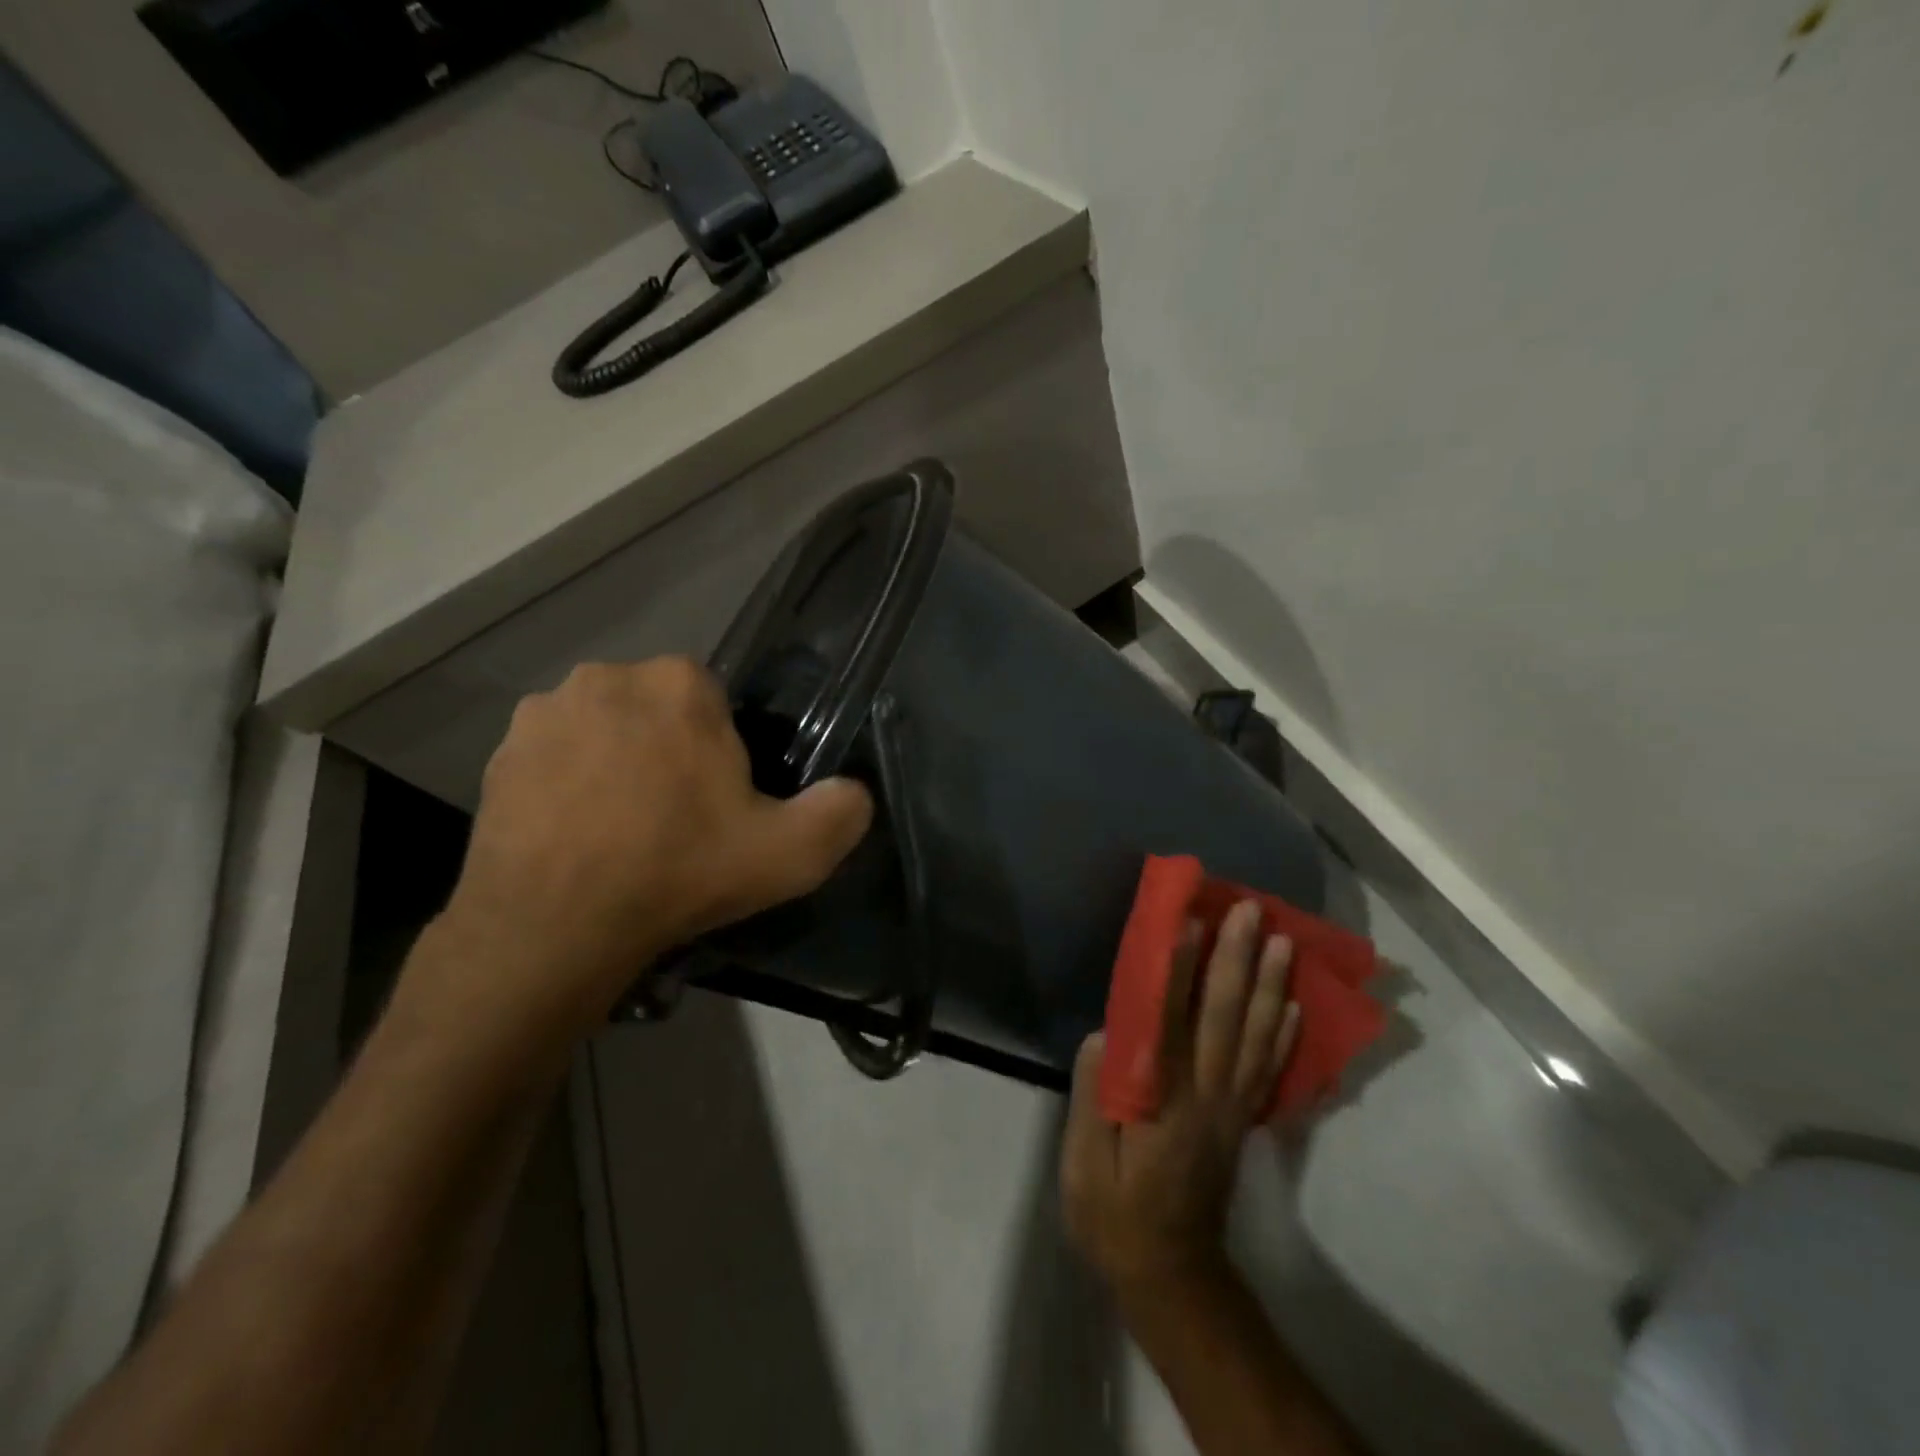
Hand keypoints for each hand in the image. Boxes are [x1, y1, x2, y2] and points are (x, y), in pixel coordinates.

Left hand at [433, 658, 872, 1037]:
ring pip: (605, 730)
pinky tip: (577, 835)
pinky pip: (555, 757)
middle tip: (675, 819)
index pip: (715, 701)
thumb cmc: (679, 873)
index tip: (718, 802)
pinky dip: (569, 784)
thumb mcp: (790, 854)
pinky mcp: (499, 754)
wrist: (554, 928)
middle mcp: (607, 677)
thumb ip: (840, 813)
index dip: (722, 752)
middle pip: (658, 710)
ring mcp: (544, 713)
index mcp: (679, 683)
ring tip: (622, 831)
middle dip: (669, 749)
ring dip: (617, 763)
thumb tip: (855, 792)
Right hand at [1061, 900, 1298, 1294]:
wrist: (1170, 1274)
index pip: (1174, 1020)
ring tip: (1279, 939)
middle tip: (1248, 909)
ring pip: (1255, 1035)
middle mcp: (1208, 1094)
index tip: (1190, 920)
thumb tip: (1105, 1033)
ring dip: (1269, 984)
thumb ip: (1094, 1095)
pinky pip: (1269, 1070)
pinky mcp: (1242, 1121)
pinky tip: (1294, 1004)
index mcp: (1165, 1100)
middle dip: (1236, 958)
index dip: (1182, 968)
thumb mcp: (1084, 1164)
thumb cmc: (1115, 1213)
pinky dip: (1284, 1034)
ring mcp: (1232, 1108)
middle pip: (1225, 1016)